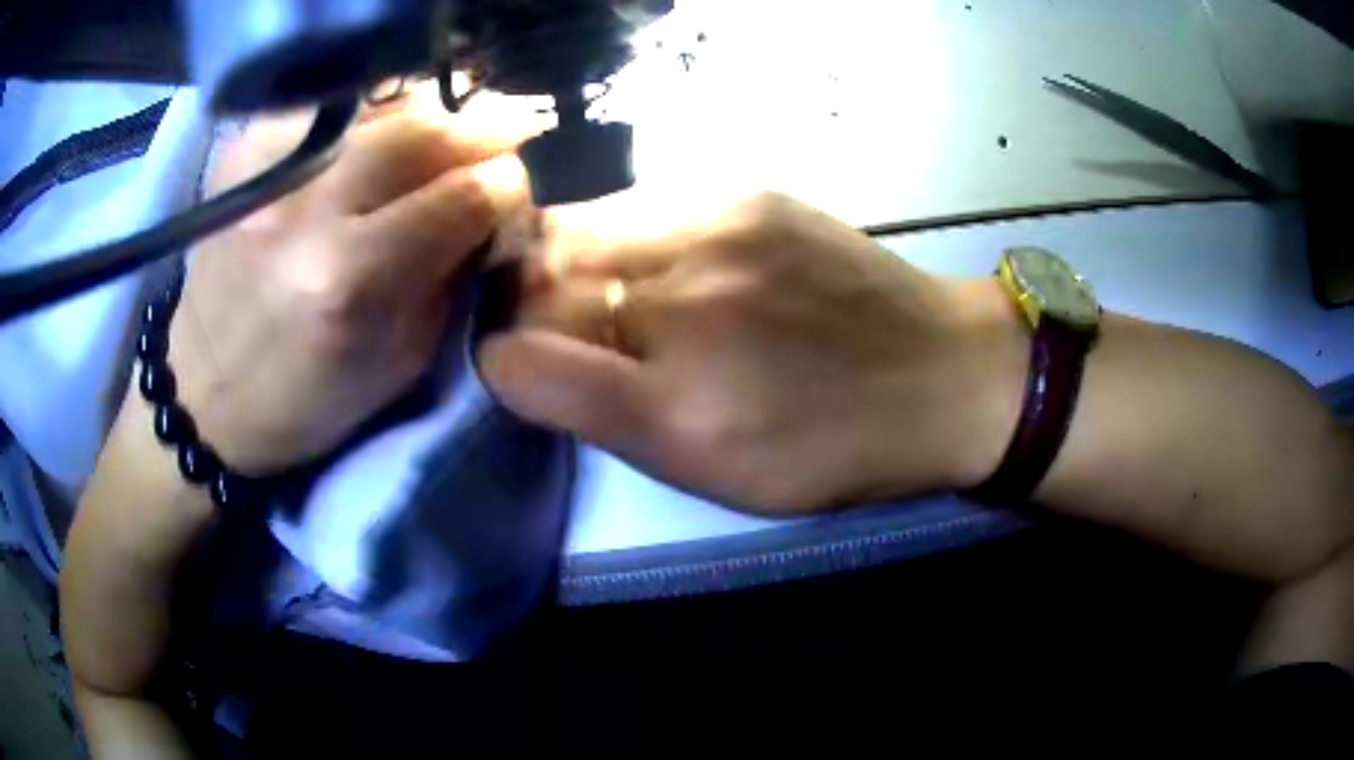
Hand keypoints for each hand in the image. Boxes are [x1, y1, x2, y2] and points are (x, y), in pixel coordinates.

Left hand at [167, 92, 528, 473]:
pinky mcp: (245, 151)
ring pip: (383, 103)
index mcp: (351, 280)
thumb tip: (493, 208)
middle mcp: (308, 210)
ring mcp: (271, 170)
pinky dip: (376, 110)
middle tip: (512, 132)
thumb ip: (452, 276)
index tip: (519, 189)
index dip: (510, 185)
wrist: (204, 390)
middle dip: (486, 127)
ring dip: (435, 111)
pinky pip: (335, 105)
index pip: (466, 195)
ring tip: (455, 127)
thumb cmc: (306, 396)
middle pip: (426, 130)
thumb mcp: (402, 361)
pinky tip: (386, 132)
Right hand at [479, 193, 1028, 513]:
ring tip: (605, 287)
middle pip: (539, 282)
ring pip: (577, 231)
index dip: (502, 364)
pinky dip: (621, 235)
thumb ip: (615, 422)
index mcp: (677, 414)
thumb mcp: (718, 478)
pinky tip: (661, 260)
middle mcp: (684, 313)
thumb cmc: (833, 450)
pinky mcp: (743, 191)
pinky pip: (636, 205)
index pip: (522, 364)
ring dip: (567, 262)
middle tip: (557, 325)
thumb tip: (538, 364)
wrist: (940, 372)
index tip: (518, 368)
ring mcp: (714, 234)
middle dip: (527, 305)